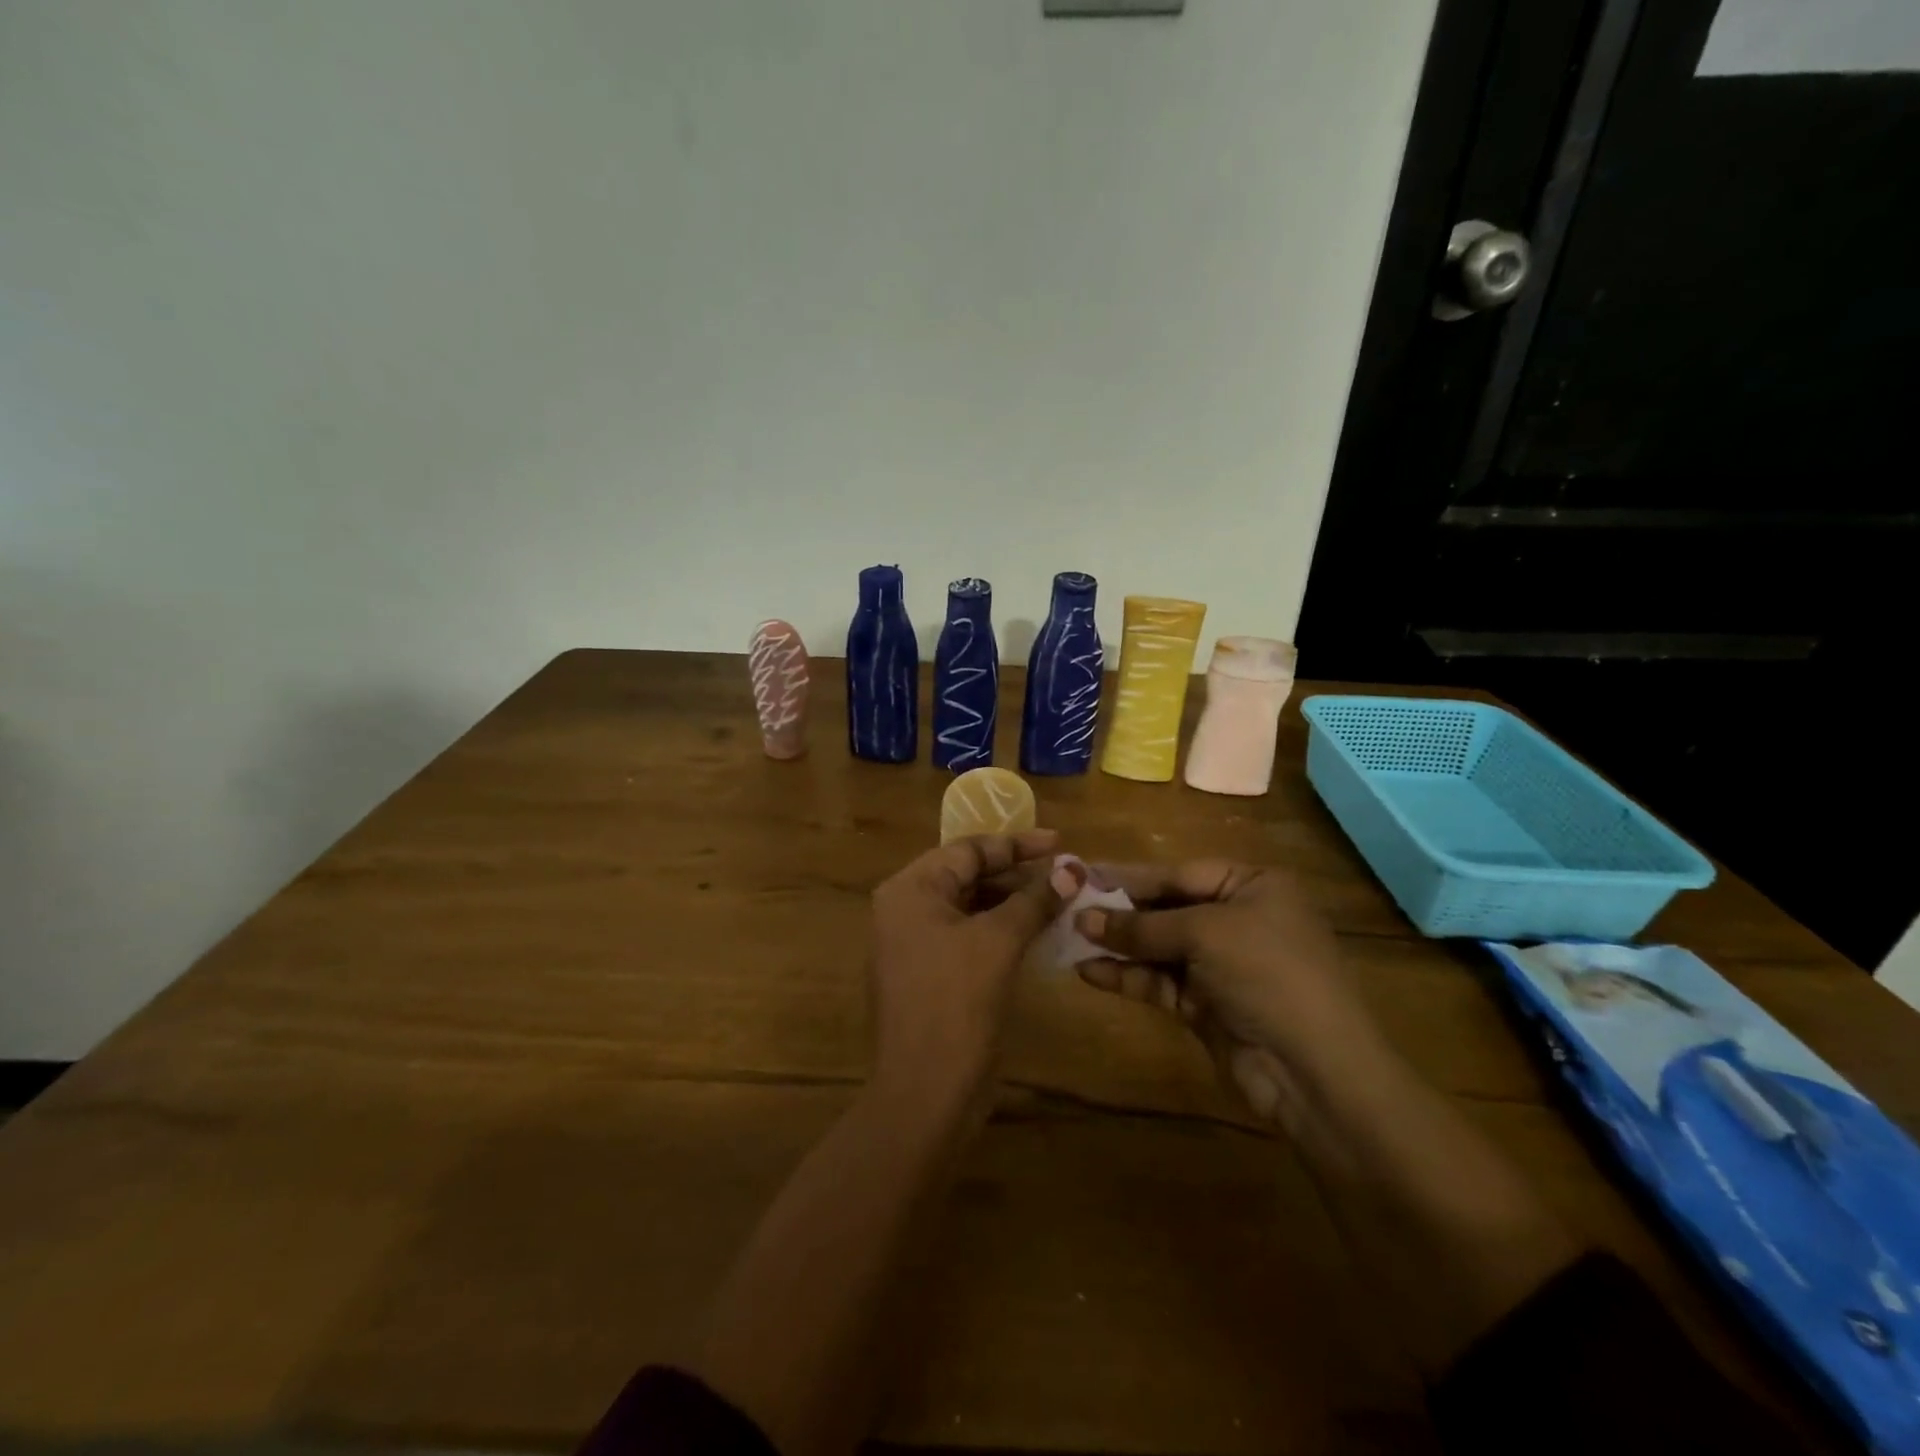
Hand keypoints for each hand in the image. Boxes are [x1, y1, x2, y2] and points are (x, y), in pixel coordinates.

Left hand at [868, 830, 1074, 1107]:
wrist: (926, 1091)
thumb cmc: (956, 1003)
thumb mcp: (999, 942)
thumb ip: (1034, 900)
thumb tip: (1072, 869)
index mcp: (910, 890)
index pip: (967, 850)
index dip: (1016, 844)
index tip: (1060, 843)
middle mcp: (906, 910)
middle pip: (968, 876)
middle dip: (1018, 875)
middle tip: (1066, 874)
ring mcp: (915, 945)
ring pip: (972, 908)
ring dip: (1015, 903)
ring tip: (1062, 900)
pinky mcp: (931, 974)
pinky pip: (970, 937)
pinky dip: (1003, 931)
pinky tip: (1039, 932)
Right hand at [1074, 862, 1395, 1130]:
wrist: (1314, 1070)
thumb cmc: (1267, 973)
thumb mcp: (1204, 934)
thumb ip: (1142, 925)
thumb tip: (1085, 918)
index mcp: (1252, 886)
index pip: (1180, 873)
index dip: (1130, 877)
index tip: (1083, 875)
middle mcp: (1238, 919)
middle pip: (1167, 908)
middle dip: (1120, 912)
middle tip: (1068, 907)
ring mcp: (1222, 965)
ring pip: (1159, 947)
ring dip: (1118, 945)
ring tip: (1070, 939)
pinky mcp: (1206, 1004)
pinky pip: (1159, 981)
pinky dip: (1127, 976)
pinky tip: (1089, 971)